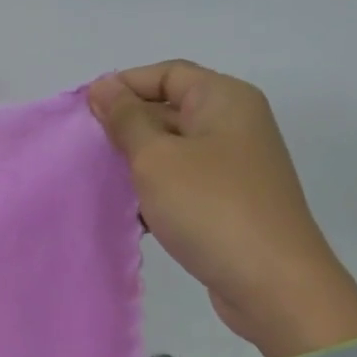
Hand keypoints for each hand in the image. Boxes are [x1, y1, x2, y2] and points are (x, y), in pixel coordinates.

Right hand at [87, 62, 356, 356]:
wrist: (273, 283)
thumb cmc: (210, 208)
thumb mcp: (157, 158)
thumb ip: (126, 120)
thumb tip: (103, 86)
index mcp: (224, 99)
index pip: (166, 74)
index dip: (123, 86)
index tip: (83, 113)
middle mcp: (235, 125)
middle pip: (170, 110)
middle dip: (126, 128)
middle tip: (85, 152)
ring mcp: (235, 166)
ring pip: (174, 151)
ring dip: (138, 165)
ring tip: (101, 183)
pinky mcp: (230, 203)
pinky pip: (185, 184)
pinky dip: (156, 193)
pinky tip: (130, 215)